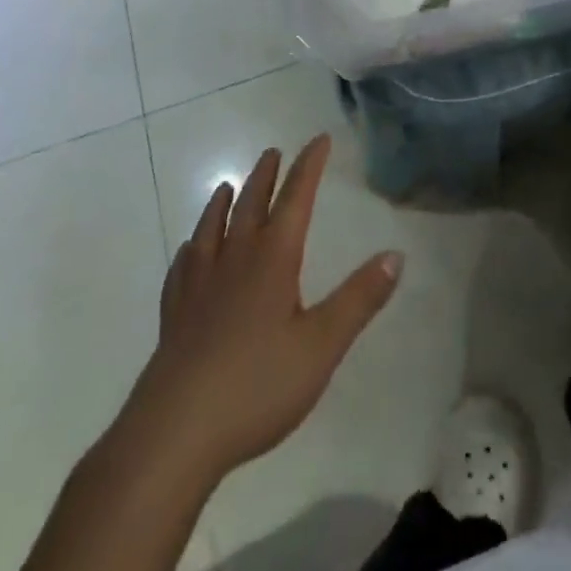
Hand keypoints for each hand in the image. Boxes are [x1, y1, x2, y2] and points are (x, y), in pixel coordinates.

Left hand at [119, 135, 402, 480]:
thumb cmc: (257, 386)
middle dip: (266, 176)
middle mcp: (235, 259)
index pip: (296, 198)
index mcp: (273, 259)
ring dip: (223, 203)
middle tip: (272, 152)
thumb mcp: (322, 345)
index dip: (309, 166)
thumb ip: (360, 299)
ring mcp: (199, 286)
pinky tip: (189, 252)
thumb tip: (396, 254)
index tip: (319, 139)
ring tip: (227, 187)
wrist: (175, 432)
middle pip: (251, 205)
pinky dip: (190, 250)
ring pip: (212, 229)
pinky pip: (182, 268)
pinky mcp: (174, 315)